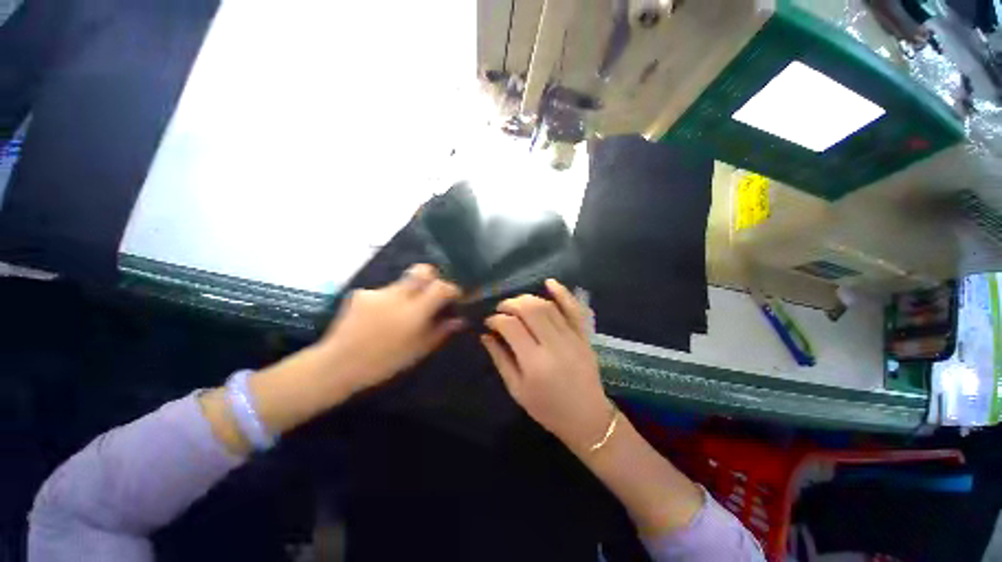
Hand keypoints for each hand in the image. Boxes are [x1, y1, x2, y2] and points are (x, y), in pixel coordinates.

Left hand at [319, 264, 463, 393]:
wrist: (337, 364)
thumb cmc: (383, 363)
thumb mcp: (418, 350)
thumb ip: (440, 331)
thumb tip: (459, 320)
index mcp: (413, 313)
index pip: (440, 287)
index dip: (451, 288)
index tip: (454, 296)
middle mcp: (397, 296)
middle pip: (422, 271)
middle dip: (432, 277)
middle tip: (433, 292)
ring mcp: (377, 292)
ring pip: (403, 281)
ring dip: (409, 292)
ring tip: (401, 313)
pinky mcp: (361, 293)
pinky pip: (384, 291)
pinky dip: (389, 300)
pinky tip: (381, 317)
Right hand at [481, 279, 610, 452]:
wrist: (587, 418)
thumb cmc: (547, 409)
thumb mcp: (517, 390)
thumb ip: (500, 359)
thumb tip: (485, 335)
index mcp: (534, 363)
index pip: (511, 327)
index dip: (496, 319)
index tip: (489, 321)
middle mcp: (554, 345)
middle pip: (530, 310)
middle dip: (511, 303)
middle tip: (501, 308)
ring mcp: (572, 338)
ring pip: (548, 306)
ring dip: (529, 299)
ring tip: (517, 303)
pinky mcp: (584, 336)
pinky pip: (574, 309)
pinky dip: (562, 293)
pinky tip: (549, 282)